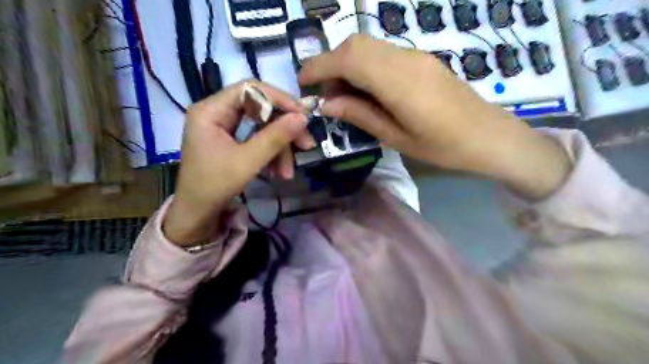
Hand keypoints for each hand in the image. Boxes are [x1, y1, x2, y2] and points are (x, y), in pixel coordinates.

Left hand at [166, 81, 311, 246]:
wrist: (197, 214)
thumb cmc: (215, 186)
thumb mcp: (248, 161)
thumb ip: (275, 137)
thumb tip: (303, 117)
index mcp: (211, 110)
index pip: (250, 89)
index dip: (279, 99)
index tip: (303, 115)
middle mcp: (217, 112)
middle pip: (260, 109)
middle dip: (284, 129)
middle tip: (306, 144)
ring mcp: (224, 127)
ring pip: (262, 126)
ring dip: (280, 148)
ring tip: (288, 172)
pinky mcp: (231, 140)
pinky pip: (257, 139)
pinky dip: (271, 154)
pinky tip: (279, 172)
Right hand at [296, 35, 568, 199]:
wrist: (489, 136)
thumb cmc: (444, 147)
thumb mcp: (396, 138)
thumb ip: (360, 115)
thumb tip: (327, 104)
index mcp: (399, 83)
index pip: (349, 59)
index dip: (319, 66)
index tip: (302, 82)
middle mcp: (406, 59)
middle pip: (356, 44)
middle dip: (330, 63)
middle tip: (323, 93)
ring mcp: (416, 55)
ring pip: (369, 46)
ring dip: (347, 64)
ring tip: (342, 95)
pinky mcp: (421, 59)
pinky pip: (383, 53)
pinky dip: (364, 66)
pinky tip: (365, 89)